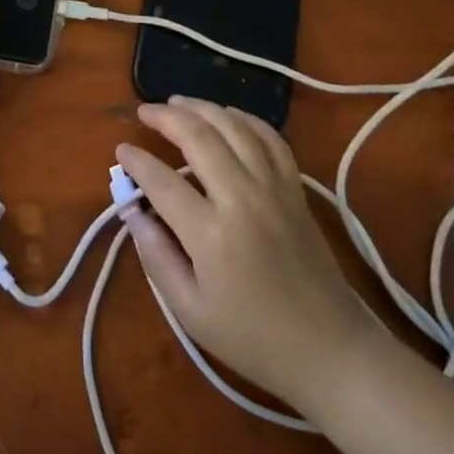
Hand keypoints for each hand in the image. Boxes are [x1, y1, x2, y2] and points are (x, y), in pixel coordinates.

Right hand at [116, 98, 376, 412]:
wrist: (331, 351)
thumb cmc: (255, 339)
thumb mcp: (192, 313)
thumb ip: (157, 258)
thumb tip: (132, 213)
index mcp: (211, 235)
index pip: (162, 181)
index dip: (136, 161)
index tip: (122, 150)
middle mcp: (241, 199)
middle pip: (199, 137)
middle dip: (166, 116)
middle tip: (144, 112)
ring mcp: (273, 188)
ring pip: (234, 127)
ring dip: (202, 107)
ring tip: (177, 102)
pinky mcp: (295, 188)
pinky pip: (270, 137)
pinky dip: (245, 118)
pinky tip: (227, 116)